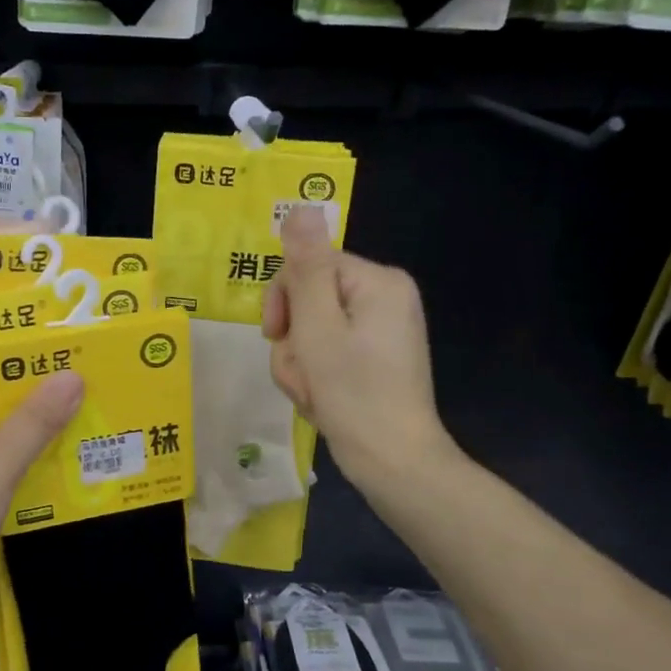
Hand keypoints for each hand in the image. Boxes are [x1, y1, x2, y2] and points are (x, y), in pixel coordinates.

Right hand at [263, 206, 457, 497]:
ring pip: (311, 331)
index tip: (277, 337)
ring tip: (312, 394)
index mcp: (378, 281)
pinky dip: (315, 377)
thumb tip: (302, 206)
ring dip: (299, 364)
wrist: (394, 464)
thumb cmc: (354, 394)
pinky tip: (322, 401)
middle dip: (293, 340)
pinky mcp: (374, 359)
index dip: (283, 301)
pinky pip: (327, 353)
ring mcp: (381, 330)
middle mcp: (384, 297)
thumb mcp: (318, 328)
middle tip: (302, 375)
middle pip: (308, 300)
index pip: (308, 266)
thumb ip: (305, 268)